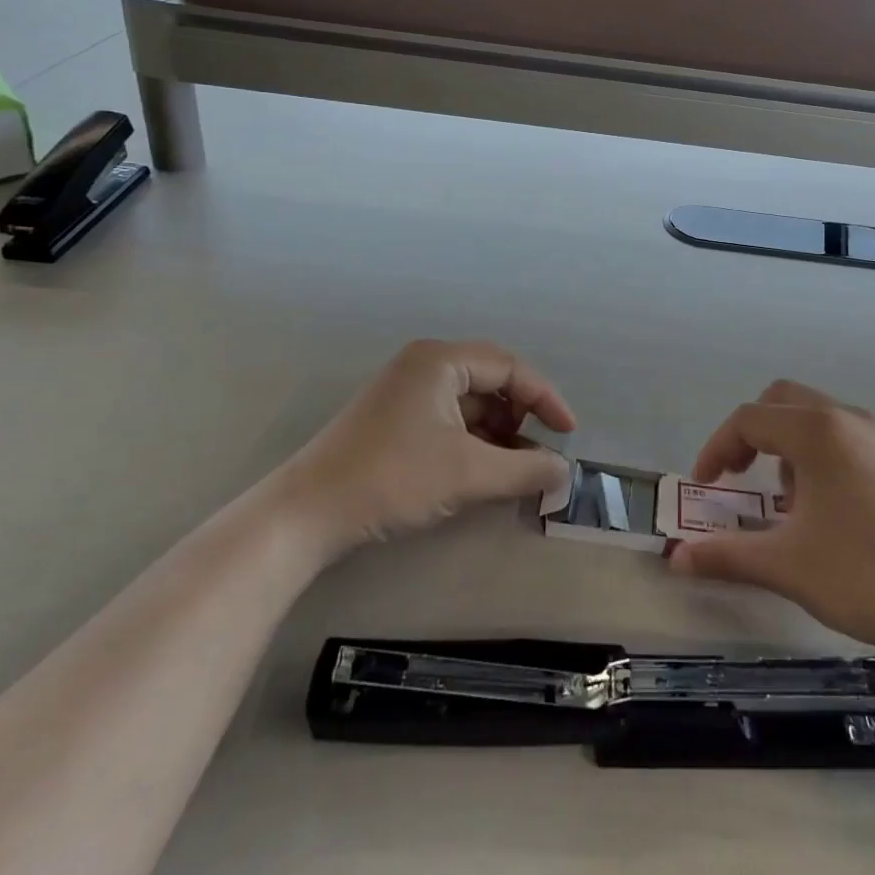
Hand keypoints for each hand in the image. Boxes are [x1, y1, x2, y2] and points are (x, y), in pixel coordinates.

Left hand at [292, 339, 574, 557]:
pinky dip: (471, 441)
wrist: (307, 514)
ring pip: (469, 403)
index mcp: (441, 360)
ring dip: (497, 432)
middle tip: (537, 451)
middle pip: (490, 380)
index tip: (567, 433)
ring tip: (512, 468)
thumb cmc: (393, 478)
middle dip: (519, 416)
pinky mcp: (393, 418)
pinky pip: (447, 418)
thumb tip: (564, 471)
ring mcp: (405, 390)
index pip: (510, 367)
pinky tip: (480, 470)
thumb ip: (525, 469)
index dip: (545, 398)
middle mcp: (424, 365)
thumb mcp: (469, 474)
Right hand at [668, 380, 874, 687]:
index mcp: (817, 432)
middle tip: (742, 478)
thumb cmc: (869, 575)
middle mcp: (848, 419)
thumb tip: (675, 558)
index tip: (705, 487)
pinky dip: (821, 456)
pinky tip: (833, 512)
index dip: (717, 449)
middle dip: (752, 434)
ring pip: (817, 417)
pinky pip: (846, 437)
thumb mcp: (789, 566)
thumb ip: (726, 556)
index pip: (749, 419)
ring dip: (788, 446)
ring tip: (791, 505)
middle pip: (782, 401)